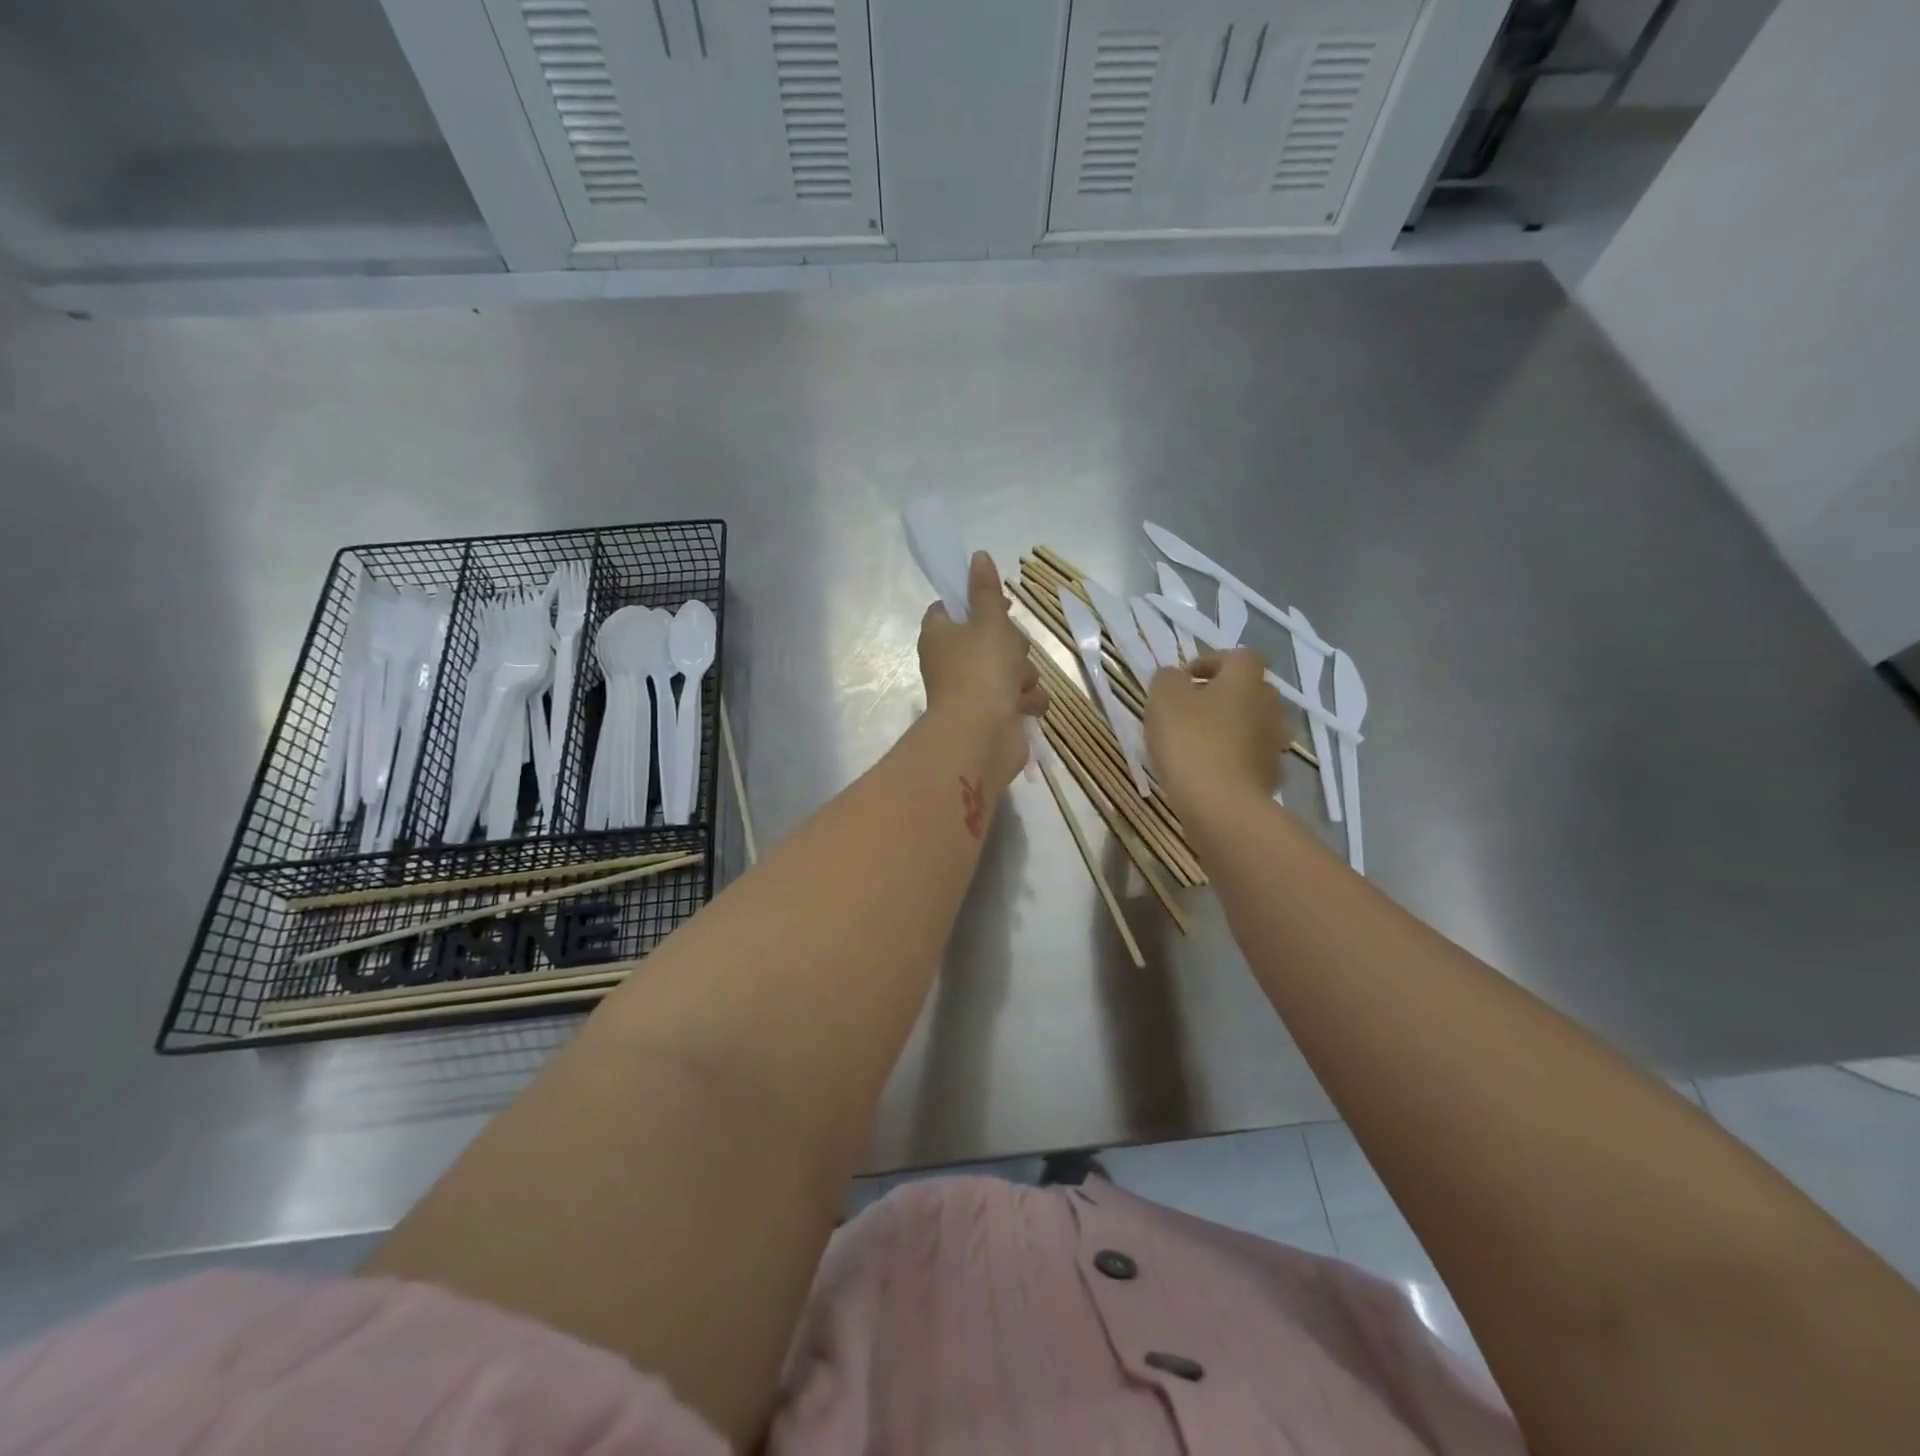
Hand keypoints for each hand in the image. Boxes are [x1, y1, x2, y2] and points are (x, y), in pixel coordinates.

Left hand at [918, 551, 1047, 787]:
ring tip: (1015, 687)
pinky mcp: (995, 714)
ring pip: (1012, 668)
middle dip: (1011, 645)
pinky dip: (1026, 701)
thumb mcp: (988, 621)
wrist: (981, 735)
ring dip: (1022, 675)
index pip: (952, 608)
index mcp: (940, 635)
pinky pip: (1020, 697)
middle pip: (992, 637)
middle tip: (1008, 652)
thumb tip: (978, 557)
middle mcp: (953, 661)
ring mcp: (974, 690)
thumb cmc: (980, 670)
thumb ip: (986, 590)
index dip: (978, 602)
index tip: (1000, 605)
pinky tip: (1022, 708)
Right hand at [1145, 650, 1283, 817]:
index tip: (1188, 678)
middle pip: (1248, 691)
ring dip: (1228, 728)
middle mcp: (1269, 706)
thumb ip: (1167, 679)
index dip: (1213, 662)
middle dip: (1222, 696)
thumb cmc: (1191, 742)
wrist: (1221, 806)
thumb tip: (1175, 677)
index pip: (1239, 657)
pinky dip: (1233, 760)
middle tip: (1189, 710)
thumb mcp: (1164, 699)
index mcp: (1245, 680)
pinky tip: (1209, 772)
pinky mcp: (1270, 776)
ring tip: (1196, 744)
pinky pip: (1251, 758)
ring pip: (1251, 725)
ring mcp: (1274, 744)